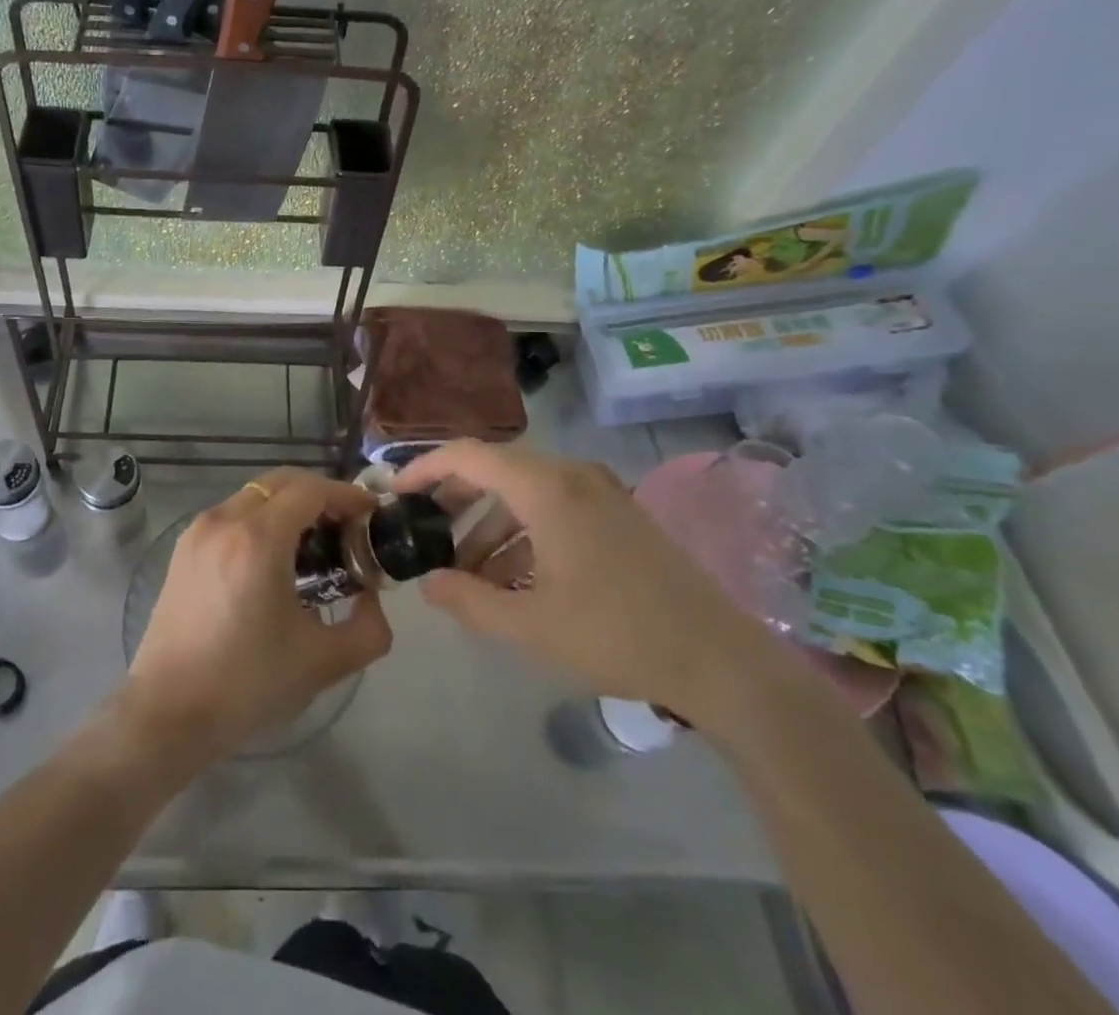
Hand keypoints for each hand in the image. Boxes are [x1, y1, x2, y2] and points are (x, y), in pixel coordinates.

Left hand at [120, 469, 391, 766]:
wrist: (168, 712)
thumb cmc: (247, 684)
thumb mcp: (323, 662)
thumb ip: (368, 628)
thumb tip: (372, 598)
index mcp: (258, 539)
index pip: (311, 490)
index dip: (346, 495)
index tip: (371, 514)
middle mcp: (224, 521)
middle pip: (281, 482)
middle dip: (320, 495)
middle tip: (347, 528)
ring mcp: (198, 531)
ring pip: (255, 495)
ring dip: (289, 506)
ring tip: (314, 546)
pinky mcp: (184, 548)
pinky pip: (233, 514)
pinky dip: (262, 519)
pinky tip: (275, 560)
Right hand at [395, 441, 788, 732]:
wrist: (723, 662)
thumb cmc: (618, 635)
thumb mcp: (530, 625)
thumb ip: (469, 600)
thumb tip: (428, 584)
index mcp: (548, 488)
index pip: (469, 455)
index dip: (425, 467)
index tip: (395, 492)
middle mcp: (573, 475)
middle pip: (496, 469)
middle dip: (455, 498)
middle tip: (425, 530)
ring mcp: (601, 493)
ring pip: (525, 492)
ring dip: (490, 525)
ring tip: (469, 572)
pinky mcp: (619, 515)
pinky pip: (554, 508)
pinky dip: (524, 533)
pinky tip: (515, 579)